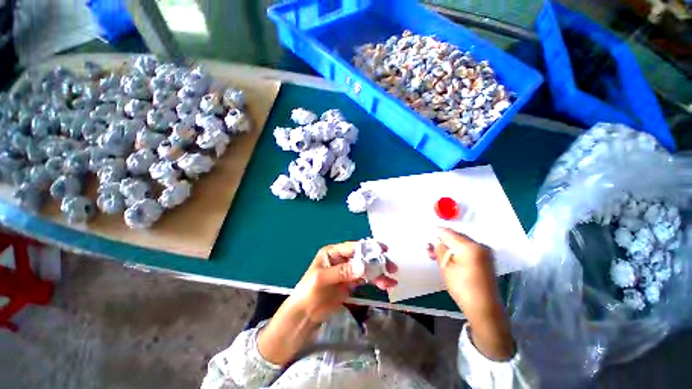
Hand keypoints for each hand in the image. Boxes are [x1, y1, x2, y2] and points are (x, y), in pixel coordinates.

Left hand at [288, 241, 397, 323]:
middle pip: (362, 257)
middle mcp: (341, 259)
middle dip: (377, 261)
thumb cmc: (309, 292)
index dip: (368, 248)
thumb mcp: (322, 279)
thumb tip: (362, 266)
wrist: (304, 315)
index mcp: (333, 252)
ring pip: (366, 268)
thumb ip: (342, 272)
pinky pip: (365, 279)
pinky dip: (375, 281)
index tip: (384, 250)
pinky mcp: (350, 283)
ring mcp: (347, 271)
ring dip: (379, 273)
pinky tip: (385, 285)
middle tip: (391, 268)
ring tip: (391, 281)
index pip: (353, 247)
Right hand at [428, 227, 514, 360]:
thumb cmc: (463, 288)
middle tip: (431, 248)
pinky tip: (451, 257)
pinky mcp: (488, 258)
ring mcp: (486, 252)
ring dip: (451, 246)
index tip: (429, 233)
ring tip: (438, 254)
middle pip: (457, 236)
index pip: (449, 233)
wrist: (485, 309)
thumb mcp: (446, 268)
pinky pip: (469, 249)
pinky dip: (459, 251)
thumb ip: (440, 251)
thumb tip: (438, 242)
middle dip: (444, 240)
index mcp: (469, 247)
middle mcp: (480, 245)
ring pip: (463, 242)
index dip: (438, 232)